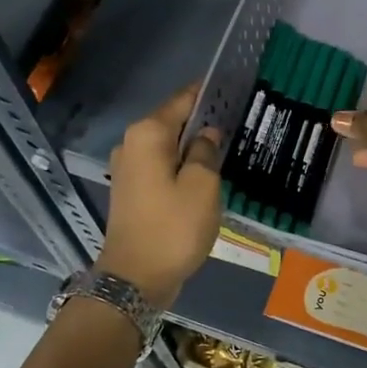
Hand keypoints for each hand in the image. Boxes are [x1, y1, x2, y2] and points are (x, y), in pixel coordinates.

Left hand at [99, 85, 223, 308]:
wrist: (134, 279)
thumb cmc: (173, 227)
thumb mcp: (202, 186)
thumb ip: (207, 152)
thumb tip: (207, 134)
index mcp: (148, 134)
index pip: (183, 100)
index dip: (208, 93)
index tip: (234, 88)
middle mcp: (132, 143)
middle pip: (174, 121)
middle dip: (203, 120)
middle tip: (238, 120)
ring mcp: (128, 167)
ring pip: (168, 145)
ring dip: (193, 145)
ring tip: (226, 146)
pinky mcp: (131, 189)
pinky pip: (162, 165)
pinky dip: (182, 164)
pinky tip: (205, 173)